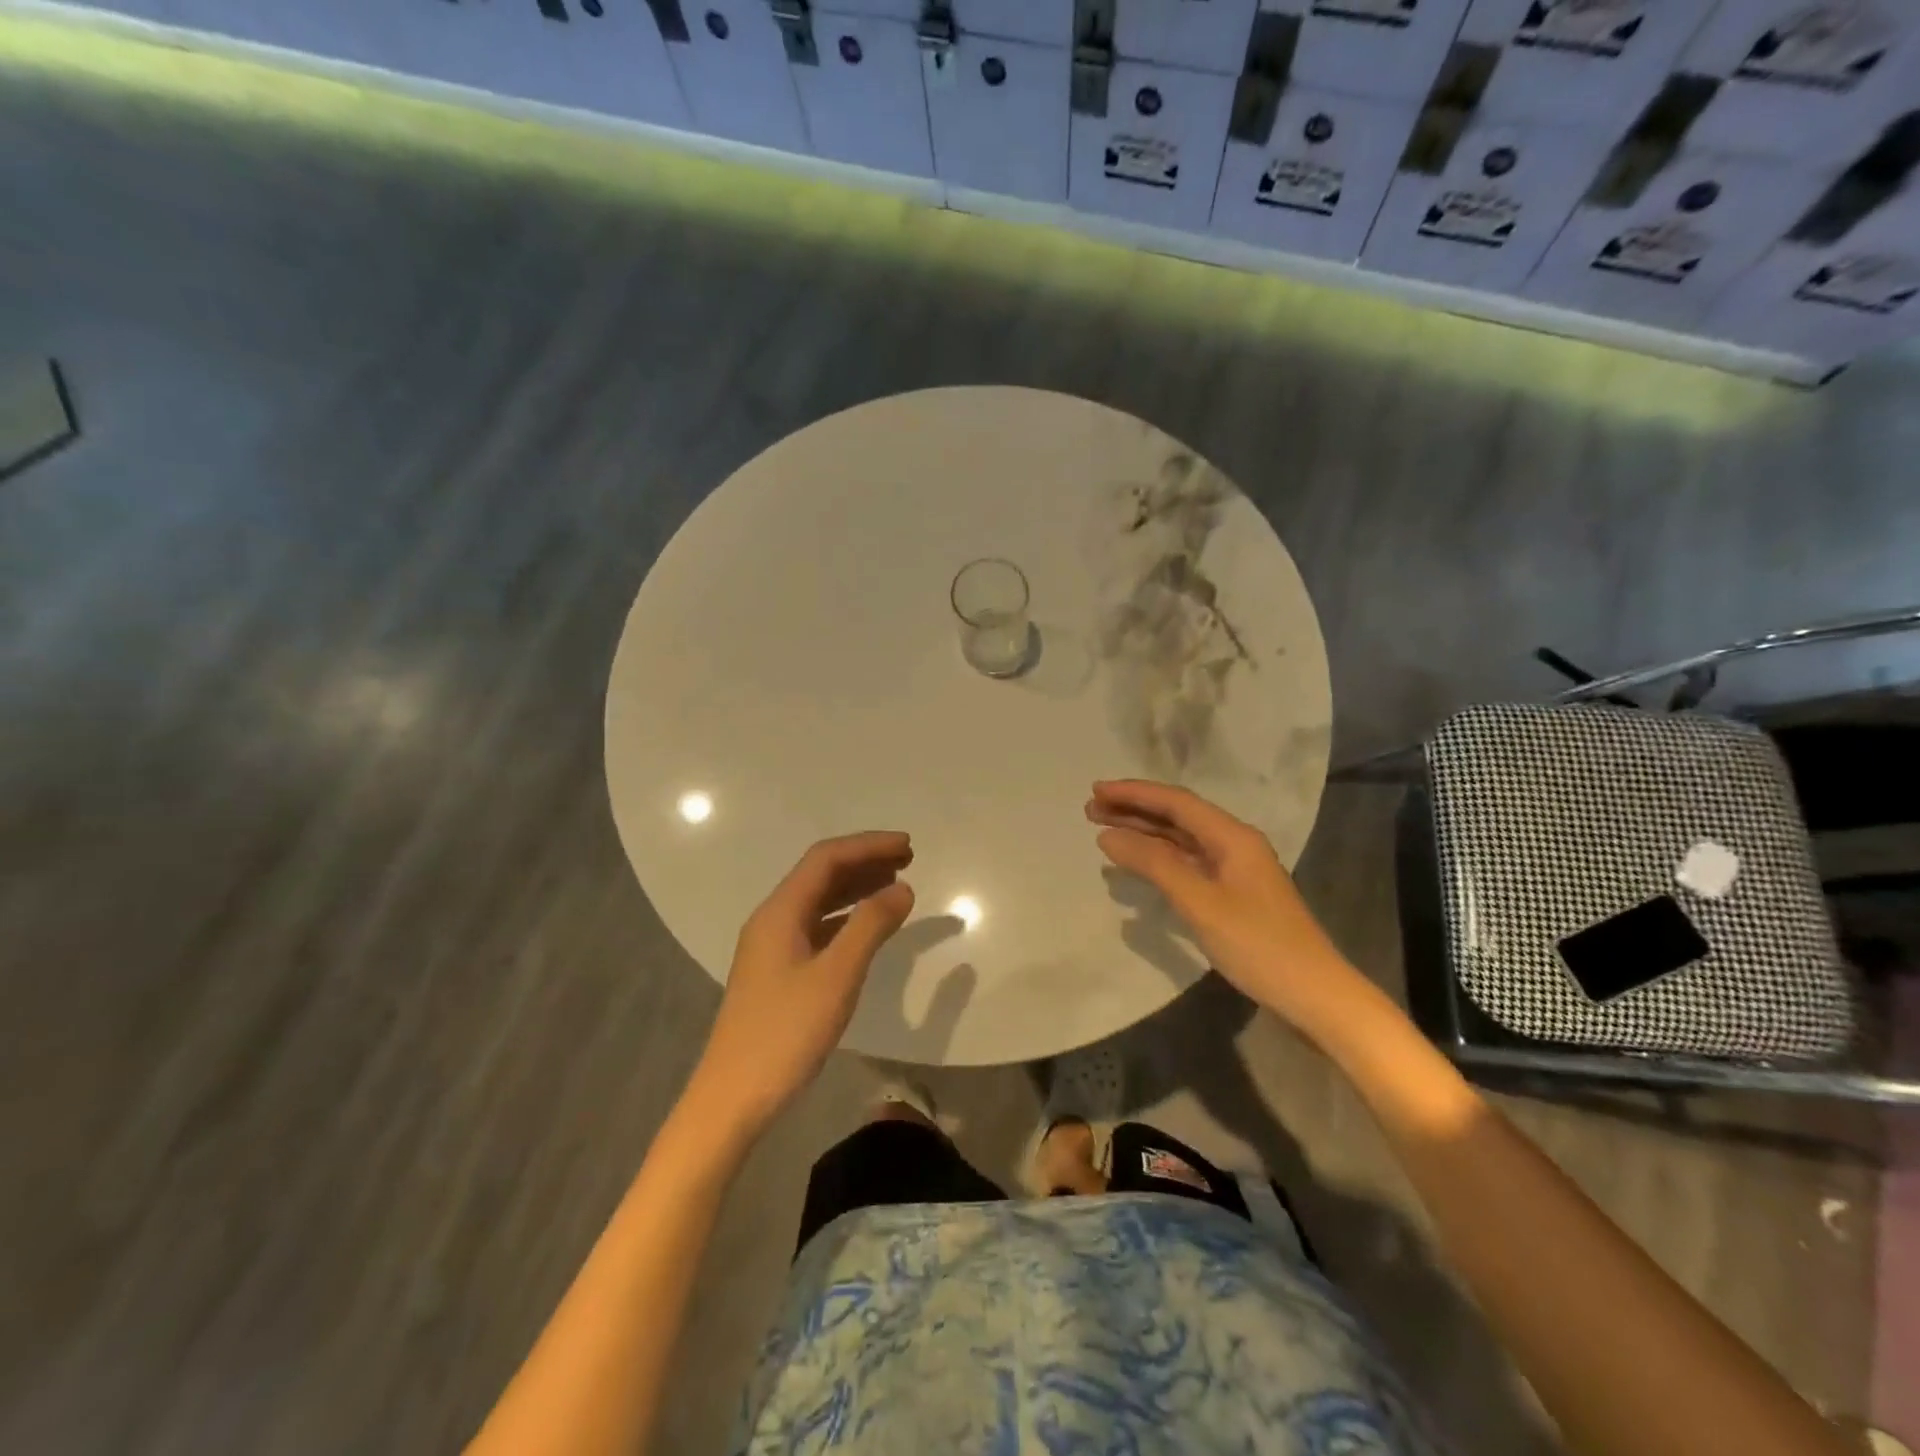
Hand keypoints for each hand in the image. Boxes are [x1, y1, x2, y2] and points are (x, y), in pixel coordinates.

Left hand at [690, 832, 915, 1138]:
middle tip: (908, 860)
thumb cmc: (786, 1033)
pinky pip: (816, 926)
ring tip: (895, 885)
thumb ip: (870, 927)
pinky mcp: (777, 971)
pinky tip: (867, 927)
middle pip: (821, 874)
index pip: (826, 859)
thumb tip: (902, 889)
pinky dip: (846, 917)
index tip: (908, 846)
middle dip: (864, 861)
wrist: (732, 1097)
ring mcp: (772, 946)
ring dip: (856, 887)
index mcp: (780, 912)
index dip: (868, 846)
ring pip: (819, 901)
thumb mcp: (837, 977)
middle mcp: (773, 920)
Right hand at [1087, 780, 1374, 1039]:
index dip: (1134, 793)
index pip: (1176, 802)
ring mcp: (1234, 870)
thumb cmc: (1258, 945)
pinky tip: (1137, 862)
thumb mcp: (1200, 903)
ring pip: (1181, 840)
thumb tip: (1108, 836)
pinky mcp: (1231, 894)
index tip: (1096, 791)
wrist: (1314, 995)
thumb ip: (1153, 864)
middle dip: (1134, 810)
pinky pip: (1187, 862)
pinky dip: (1158, 858)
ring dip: (1144, 832)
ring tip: (1103, 830)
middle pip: (1177, 817)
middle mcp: (1234, 844)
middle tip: (1090, 810)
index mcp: (1232, 837)